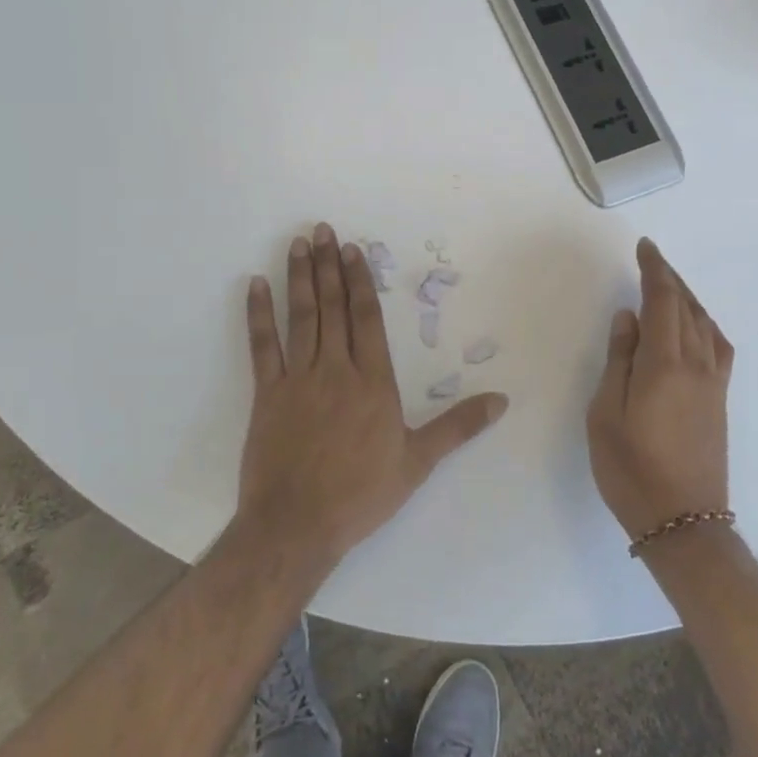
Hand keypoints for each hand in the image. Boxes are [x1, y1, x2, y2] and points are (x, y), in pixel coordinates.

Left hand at [237, 222, 508, 564]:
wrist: (297, 526)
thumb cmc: (361, 494)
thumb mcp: (418, 462)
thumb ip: (458, 426)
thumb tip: (501, 400)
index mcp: (373, 381)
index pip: (367, 318)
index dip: (360, 280)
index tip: (352, 250)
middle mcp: (336, 370)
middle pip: (333, 307)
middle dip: (329, 266)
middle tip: (322, 230)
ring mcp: (298, 379)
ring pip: (301, 318)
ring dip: (300, 278)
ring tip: (298, 245)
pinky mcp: (266, 395)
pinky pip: (262, 346)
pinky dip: (258, 314)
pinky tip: (256, 286)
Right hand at [586, 239, 733, 539]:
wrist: (683, 522)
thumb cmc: (631, 470)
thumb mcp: (606, 415)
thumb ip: (619, 361)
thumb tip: (629, 317)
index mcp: (665, 365)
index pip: (663, 302)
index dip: (655, 270)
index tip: (645, 247)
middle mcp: (696, 366)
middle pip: (687, 307)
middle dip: (670, 279)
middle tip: (651, 260)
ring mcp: (713, 384)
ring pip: (705, 324)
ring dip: (688, 298)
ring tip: (670, 286)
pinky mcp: (720, 401)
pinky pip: (717, 346)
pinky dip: (704, 323)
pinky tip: (695, 327)